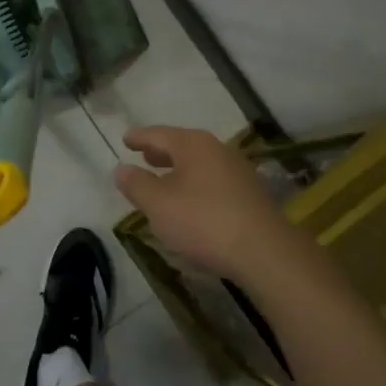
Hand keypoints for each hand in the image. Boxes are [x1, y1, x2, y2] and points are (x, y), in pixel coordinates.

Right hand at [113, 126, 299, 284]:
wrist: (264, 251)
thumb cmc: (203, 221)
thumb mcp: (159, 205)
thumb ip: (137, 184)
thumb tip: (121, 168)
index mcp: (193, 144)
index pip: (159, 134)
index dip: (140, 137)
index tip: (126, 139)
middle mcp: (217, 149)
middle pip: (182, 145)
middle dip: (161, 151)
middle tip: (144, 155)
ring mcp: (238, 170)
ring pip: (200, 163)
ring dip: (179, 169)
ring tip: (164, 178)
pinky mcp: (250, 194)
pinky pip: (213, 180)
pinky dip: (196, 183)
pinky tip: (191, 200)